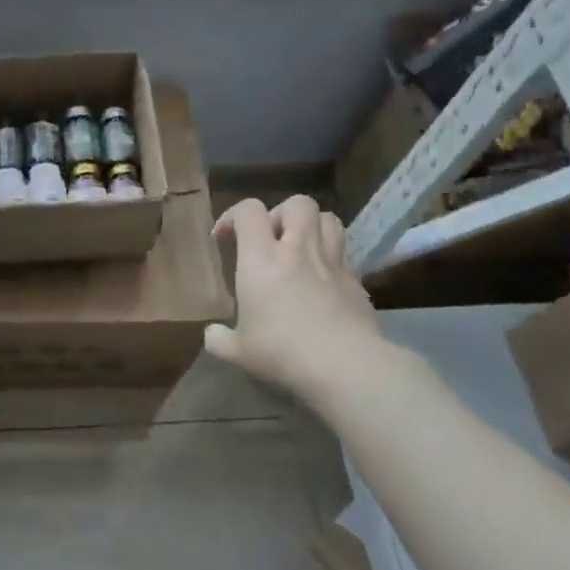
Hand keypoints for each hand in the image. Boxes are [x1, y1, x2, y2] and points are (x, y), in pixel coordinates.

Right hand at [206, 196, 408, 404]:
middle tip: (270, 239)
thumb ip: (220, 340)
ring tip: (300, 249)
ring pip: (329, 219)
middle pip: (297, 203)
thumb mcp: (239, 352)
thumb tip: (212, 334)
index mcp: (261, 259)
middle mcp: (298, 250)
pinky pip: (344, 256)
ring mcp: (332, 263)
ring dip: (312, 226)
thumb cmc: (282, 352)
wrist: (345, 366)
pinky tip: (322, 284)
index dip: (233, 215)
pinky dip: (331, 260)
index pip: (249, 211)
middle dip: (281, 213)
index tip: (224, 237)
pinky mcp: (357, 282)